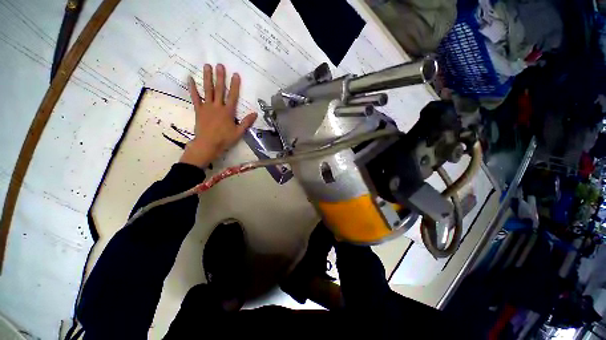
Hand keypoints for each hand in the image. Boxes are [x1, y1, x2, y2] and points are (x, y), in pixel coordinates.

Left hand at [180, 64, 257, 167]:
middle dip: (220, 77)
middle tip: (220, 65)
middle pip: (219, 90)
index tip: (235, 74)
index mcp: (228, 112)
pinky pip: (195, 97)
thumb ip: (246, 122)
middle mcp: (217, 106)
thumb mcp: (239, 132)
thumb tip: (255, 114)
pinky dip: (192, 88)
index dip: (235, 85)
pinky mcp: (199, 110)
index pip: (233, 96)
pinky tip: (189, 78)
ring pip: (207, 90)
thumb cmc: (225, 139)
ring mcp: (207, 107)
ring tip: (207, 66)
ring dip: (207, 78)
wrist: (208, 144)